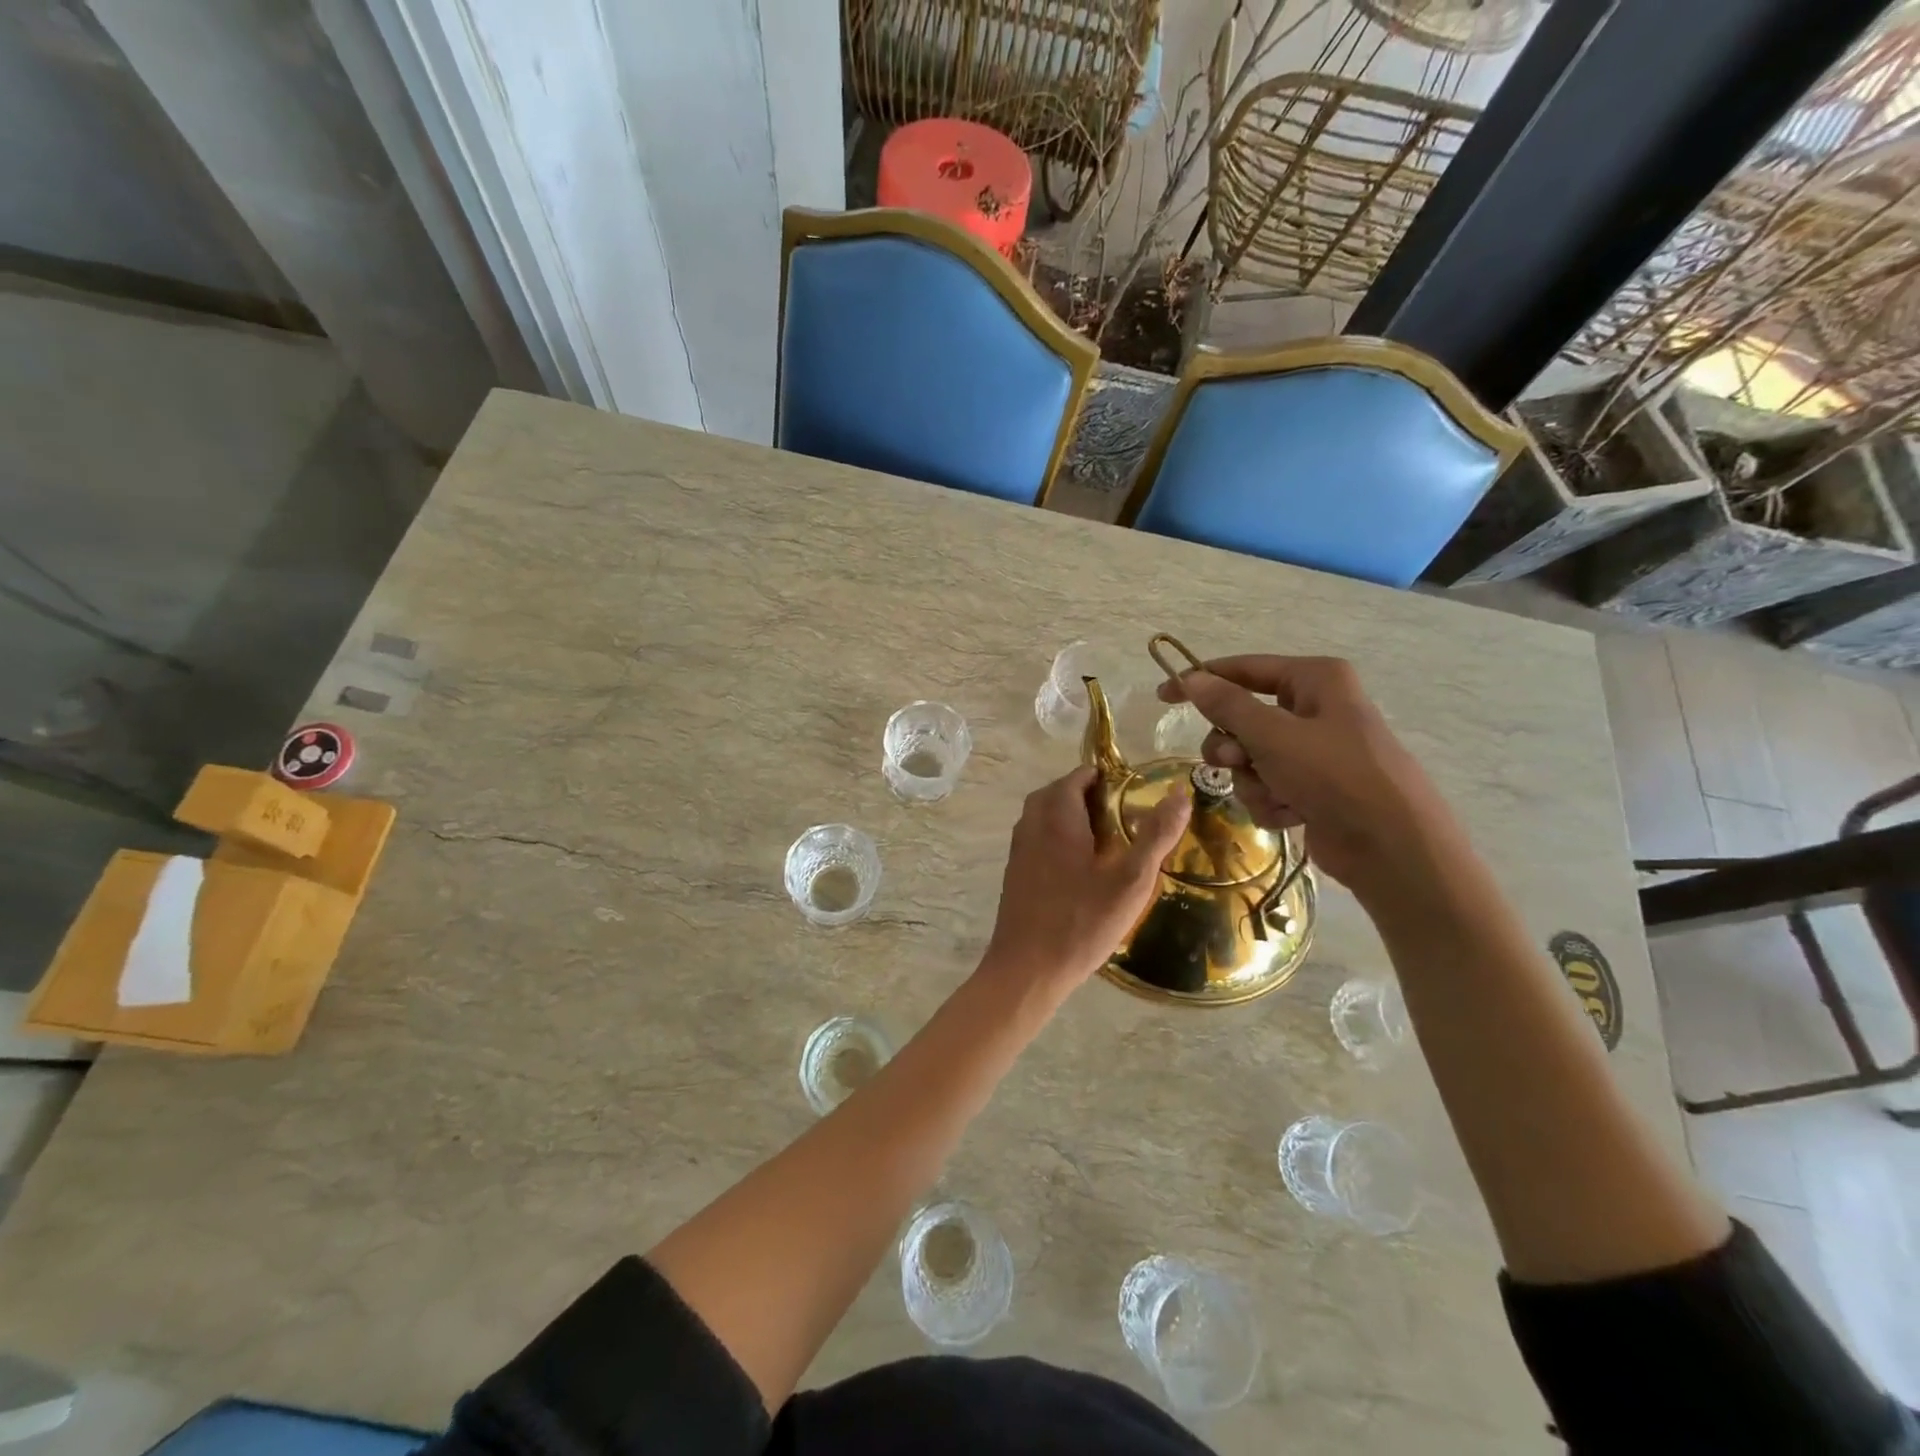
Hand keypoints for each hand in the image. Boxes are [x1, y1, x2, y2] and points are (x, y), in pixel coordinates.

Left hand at [980, 765, 1190, 1001]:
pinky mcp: (1014, 872)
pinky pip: (1037, 838)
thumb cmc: (1081, 922)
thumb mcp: (1130, 880)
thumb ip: (1155, 836)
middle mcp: (1031, 824)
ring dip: (1071, 815)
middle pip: (1058, 792)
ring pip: (1044, 815)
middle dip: (1088, 793)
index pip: (1078, 776)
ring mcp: (1018, 849)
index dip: (1105, 777)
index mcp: (1057, 816)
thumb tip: (1180, 795)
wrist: (1027, 969)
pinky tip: (1081, 866)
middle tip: (1122, 812)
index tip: (1133, 791)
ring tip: (1106, 836)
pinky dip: (1058, 836)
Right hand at [1158, 655, 1456, 898]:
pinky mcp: (1315, 788)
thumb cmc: (1334, 775)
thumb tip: (1192, 678)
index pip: (1244, 670)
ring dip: (1253, 780)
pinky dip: (1272, 801)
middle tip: (1233, 760)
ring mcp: (1316, 752)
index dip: (1201, 681)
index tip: (1163, 695)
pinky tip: (1292, 814)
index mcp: (1315, 680)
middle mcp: (1316, 709)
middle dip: (1234, 746)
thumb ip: (1227, 705)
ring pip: (1252, 758)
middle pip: (1244, 718)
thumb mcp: (1273, 735)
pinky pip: (1269, 786)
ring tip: (1275, 794)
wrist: (1392, 846)